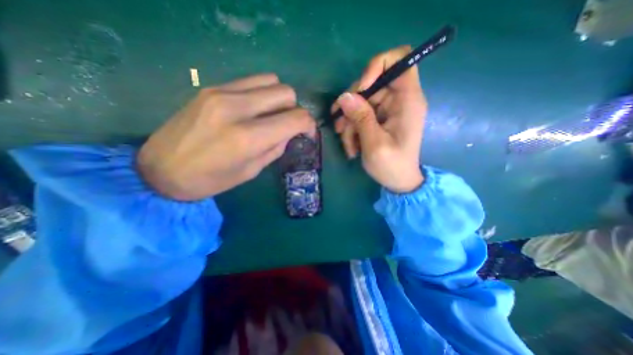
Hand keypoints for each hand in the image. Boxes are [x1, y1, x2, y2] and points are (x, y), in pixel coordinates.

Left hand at [139, 73, 315, 200]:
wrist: (161, 169)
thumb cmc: (210, 180)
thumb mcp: (251, 170)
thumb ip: (275, 148)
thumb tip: (289, 133)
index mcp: (249, 137)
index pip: (295, 118)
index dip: (309, 125)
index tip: (307, 133)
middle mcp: (238, 108)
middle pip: (286, 93)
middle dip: (294, 110)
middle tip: (288, 126)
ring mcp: (222, 93)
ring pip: (271, 81)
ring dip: (279, 99)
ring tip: (271, 116)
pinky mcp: (212, 88)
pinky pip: (251, 81)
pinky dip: (262, 93)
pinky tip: (255, 108)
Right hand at [332, 46, 429, 193]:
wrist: (399, 182)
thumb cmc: (392, 166)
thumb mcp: (374, 144)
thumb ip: (361, 118)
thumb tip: (344, 96)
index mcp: (408, 100)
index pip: (400, 59)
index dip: (377, 65)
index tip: (360, 88)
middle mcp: (399, 100)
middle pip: (371, 84)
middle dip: (352, 106)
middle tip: (341, 128)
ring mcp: (388, 109)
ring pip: (361, 102)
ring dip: (349, 122)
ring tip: (347, 144)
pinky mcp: (380, 119)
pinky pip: (361, 115)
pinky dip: (353, 128)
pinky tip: (351, 146)